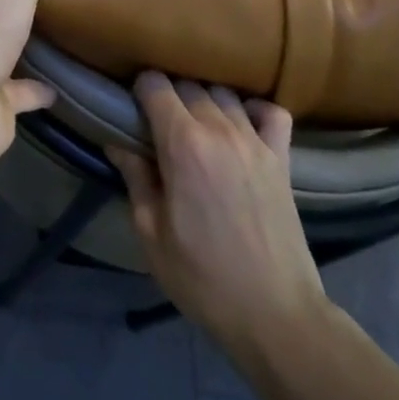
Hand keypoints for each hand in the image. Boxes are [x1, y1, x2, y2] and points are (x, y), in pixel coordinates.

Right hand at [110, 74, 327, 386]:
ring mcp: (255, 141)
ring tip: (196, 128)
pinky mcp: (282, 158)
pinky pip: (271, 112)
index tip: (132, 110)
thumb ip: (134, 177)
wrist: (275, 315)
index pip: (155, 84)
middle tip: (158, 126)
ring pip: (223, 93)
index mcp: (182, 144)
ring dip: (205, 102)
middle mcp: (220, 130)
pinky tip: (241, 126)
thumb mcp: (151, 232)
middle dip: (168, 96)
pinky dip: (254, 110)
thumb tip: (116, 141)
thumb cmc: (201, 277)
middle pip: (188, 84)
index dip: (139, 91)